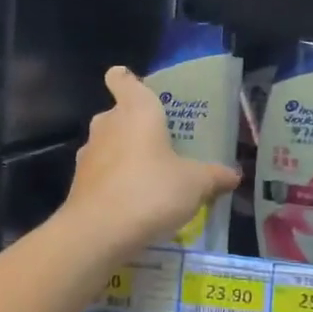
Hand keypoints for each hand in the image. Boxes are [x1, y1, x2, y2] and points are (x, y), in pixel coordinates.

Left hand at [60, 67, 239, 265]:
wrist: (98, 232)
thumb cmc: (151, 190)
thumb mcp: (195, 183)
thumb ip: (214, 176)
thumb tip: (234, 175)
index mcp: (136, 110)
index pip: (122, 79)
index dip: (127, 80)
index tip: (139, 90)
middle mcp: (108, 124)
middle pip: (119, 114)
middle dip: (137, 125)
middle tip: (164, 143)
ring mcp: (88, 153)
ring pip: (108, 144)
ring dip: (125, 155)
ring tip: (152, 176)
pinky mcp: (79, 182)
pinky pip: (101, 173)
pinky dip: (114, 182)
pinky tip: (134, 203)